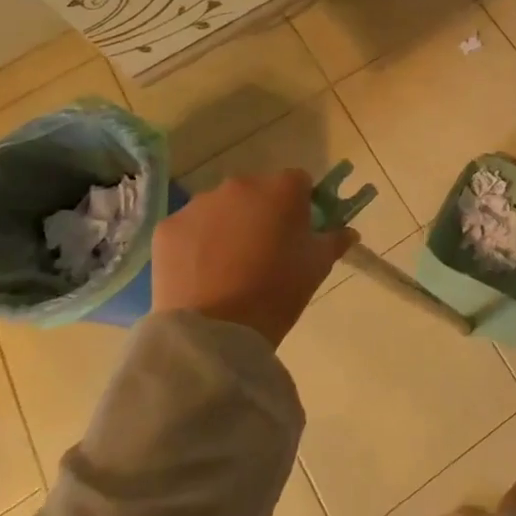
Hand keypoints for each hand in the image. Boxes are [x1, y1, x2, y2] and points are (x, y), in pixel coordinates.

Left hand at [149, 171, 354, 344]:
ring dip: (228, 225)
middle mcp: (241, 184)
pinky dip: (196, 243)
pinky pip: (190, 228)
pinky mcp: (168, 227)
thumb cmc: (278, 292)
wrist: (216, 332)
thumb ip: (335, 240)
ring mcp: (200, 204)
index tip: (298, 232)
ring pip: (221, 208)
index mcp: (282, 188)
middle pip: (257, 191)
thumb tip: (348, 232)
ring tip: (228, 266)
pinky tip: (201, 273)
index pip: (299, 183)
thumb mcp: (317, 266)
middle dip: (261, 212)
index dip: (300, 205)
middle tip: (263, 251)